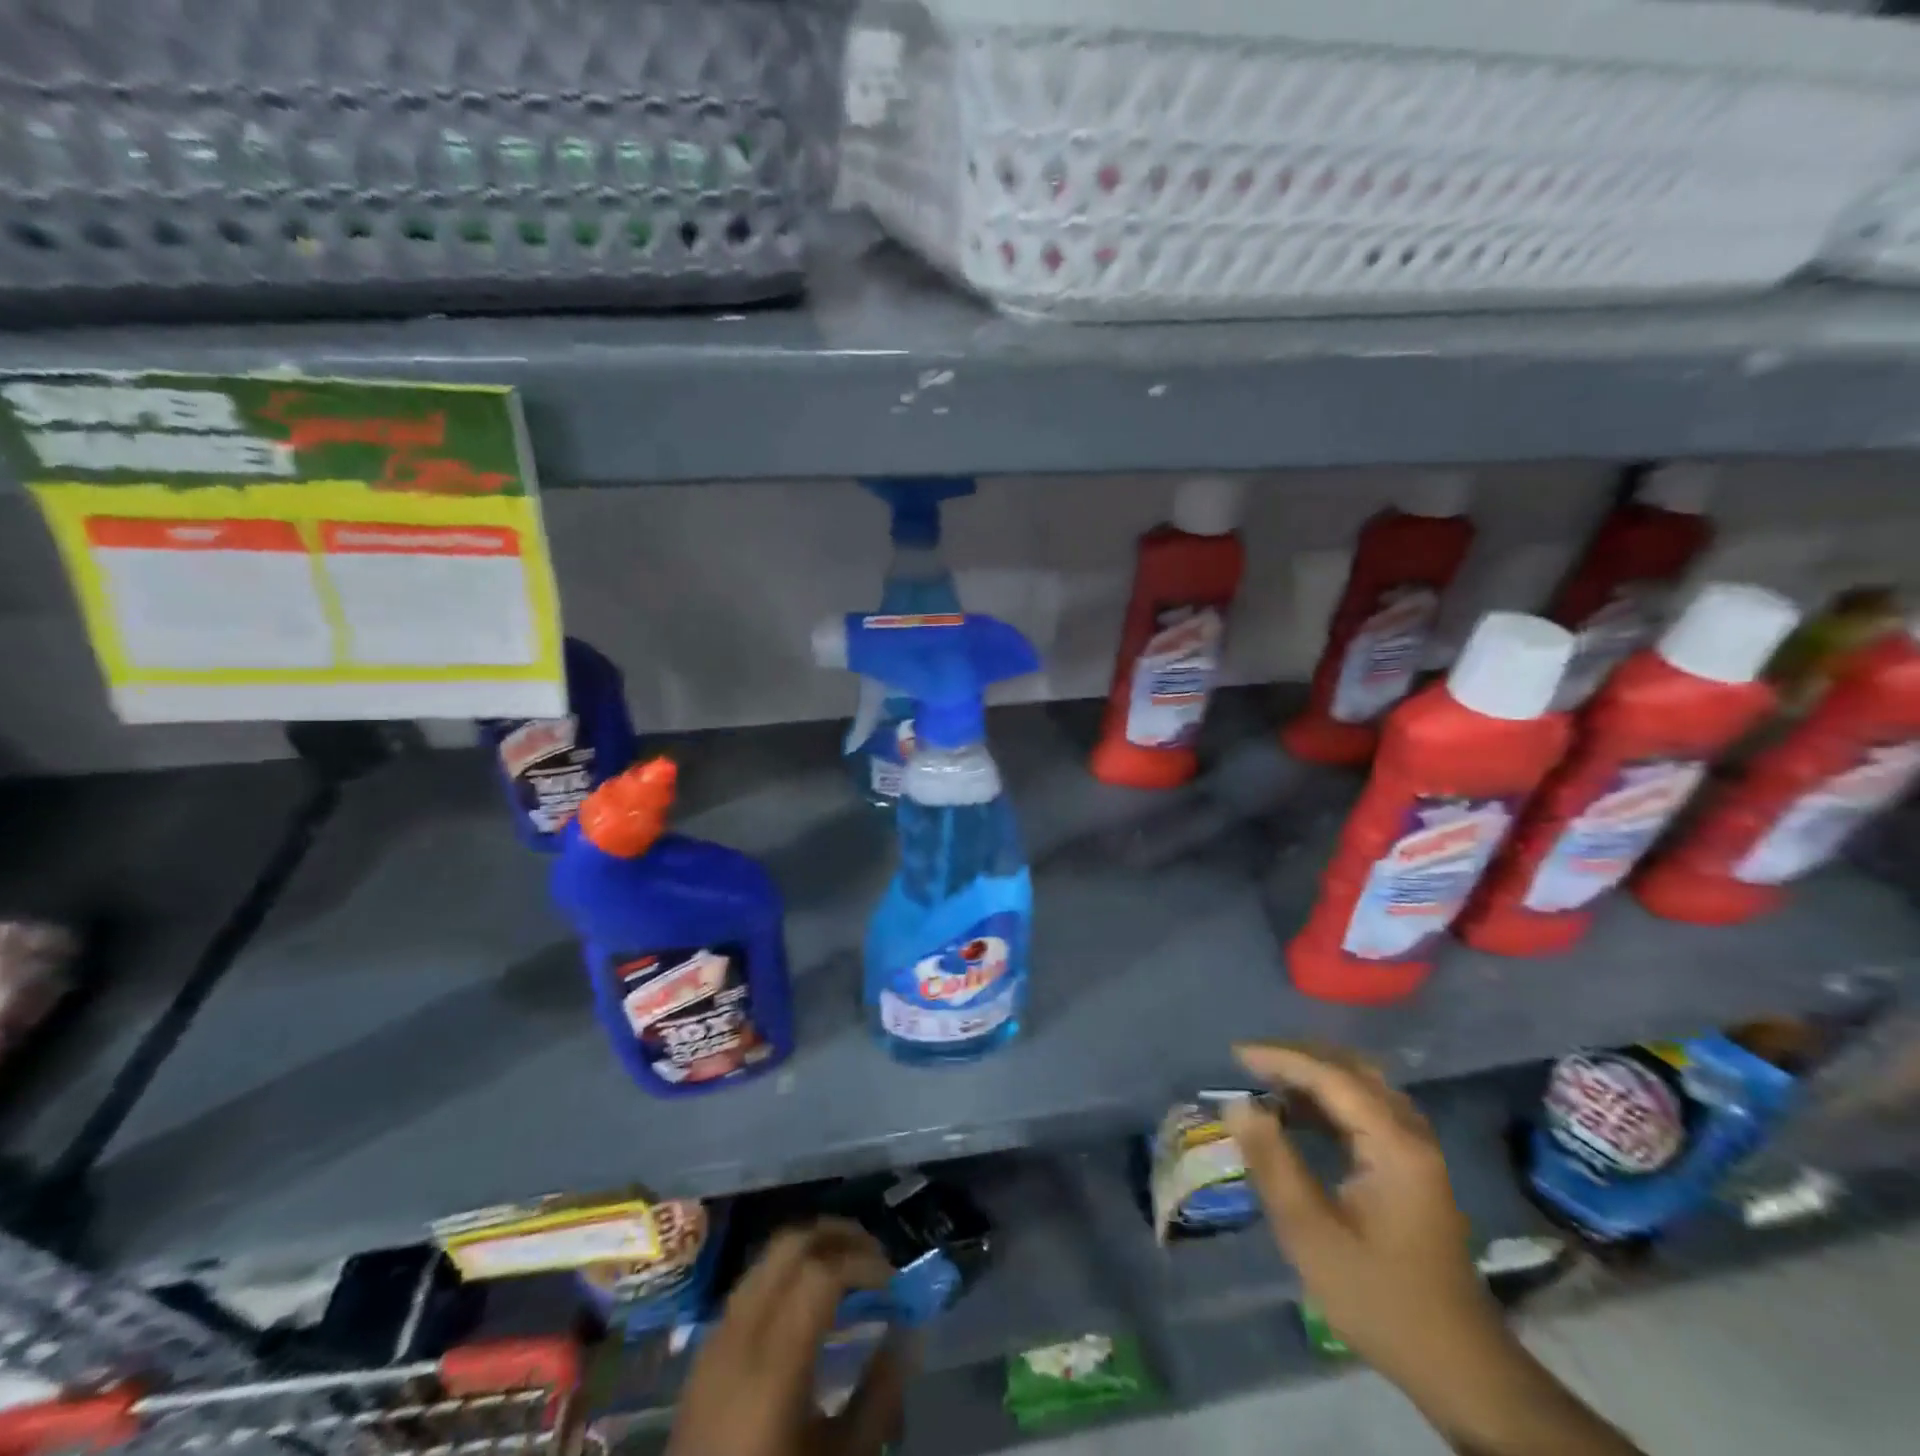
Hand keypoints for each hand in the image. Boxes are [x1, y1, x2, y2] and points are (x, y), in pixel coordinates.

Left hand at [667, 1219, 913, 1455]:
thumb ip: (878, 1398)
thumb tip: (906, 1337)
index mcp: (774, 1362)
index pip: (822, 1272)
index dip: (864, 1263)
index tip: (893, 1282)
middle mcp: (742, 1332)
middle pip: (791, 1245)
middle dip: (838, 1236)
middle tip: (874, 1255)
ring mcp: (717, 1336)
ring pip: (767, 1256)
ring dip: (811, 1248)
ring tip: (847, 1269)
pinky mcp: (705, 1348)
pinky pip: (751, 1282)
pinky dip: (786, 1271)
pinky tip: (808, 1301)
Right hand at [1225, 1044, 1642, 1455]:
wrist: (1458, 1366)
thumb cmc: (1378, 1297)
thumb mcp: (1310, 1233)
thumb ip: (1271, 1161)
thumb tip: (1237, 1103)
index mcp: (1394, 1144)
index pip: (1331, 1076)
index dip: (1281, 1058)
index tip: (1235, 1055)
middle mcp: (1411, 1133)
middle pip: (1351, 1070)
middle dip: (1297, 1058)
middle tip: (1249, 1065)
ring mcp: (1417, 1150)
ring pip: (1361, 1086)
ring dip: (1313, 1076)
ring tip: (1266, 1082)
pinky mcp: (1413, 1167)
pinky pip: (1367, 1109)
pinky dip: (1329, 1099)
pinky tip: (1299, 1113)